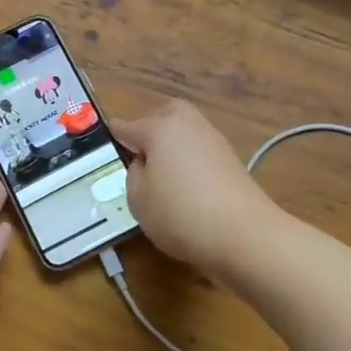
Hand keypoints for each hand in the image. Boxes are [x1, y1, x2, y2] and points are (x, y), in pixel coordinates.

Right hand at [111, 99, 279, 269]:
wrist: (245, 234)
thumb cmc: (180, 213)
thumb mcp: (138, 198)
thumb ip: (134, 174)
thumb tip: (145, 163)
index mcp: (159, 127)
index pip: (127, 127)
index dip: (114, 136)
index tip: (105, 144)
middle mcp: (188, 125)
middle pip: (163, 116)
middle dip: (150, 129)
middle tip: (139, 157)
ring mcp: (214, 141)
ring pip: (184, 133)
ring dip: (172, 147)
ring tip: (162, 177)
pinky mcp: (231, 161)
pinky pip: (200, 152)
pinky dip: (190, 162)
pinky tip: (186, 188)